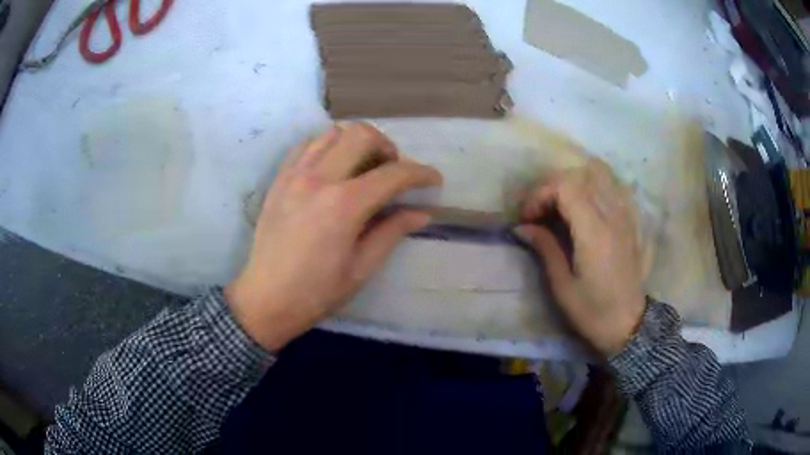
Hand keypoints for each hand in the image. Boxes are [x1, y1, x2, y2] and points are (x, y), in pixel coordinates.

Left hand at [226, 123, 442, 351]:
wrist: (265, 299)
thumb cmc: (316, 292)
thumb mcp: (361, 268)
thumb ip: (392, 232)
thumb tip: (422, 213)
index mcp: (343, 205)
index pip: (393, 174)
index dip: (420, 173)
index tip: (433, 180)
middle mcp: (318, 179)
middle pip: (361, 135)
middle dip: (387, 147)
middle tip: (392, 171)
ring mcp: (294, 175)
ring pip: (332, 133)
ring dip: (356, 143)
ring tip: (362, 167)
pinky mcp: (279, 179)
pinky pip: (306, 145)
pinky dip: (327, 147)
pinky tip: (332, 168)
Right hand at [514, 158, 645, 356]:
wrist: (629, 325)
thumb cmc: (593, 312)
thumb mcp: (562, 287)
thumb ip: (545, 248)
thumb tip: (522, 227)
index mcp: (594, 232)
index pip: (565, 187)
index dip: (540, 194)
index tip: (527, 218)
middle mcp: (613, 216)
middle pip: (580, 176)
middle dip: (552, 187)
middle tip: (539, 212)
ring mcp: (626, 216)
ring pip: (600, 175)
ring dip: (575, 182)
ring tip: (561, 203)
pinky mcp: (632, 222)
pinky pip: (615, 188)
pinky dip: (596, 186)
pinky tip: (587, 203)